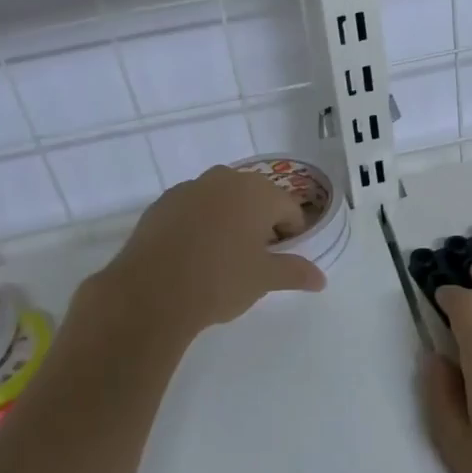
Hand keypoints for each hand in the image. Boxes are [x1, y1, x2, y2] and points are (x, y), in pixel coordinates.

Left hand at [92, 167, 325, 338]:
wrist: (150, 292)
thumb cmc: (220, 280)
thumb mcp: (264, 279)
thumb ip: (295, 272)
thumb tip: (320, 279)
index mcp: (257, 192)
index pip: (289, 209)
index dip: (291, 235)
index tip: (281, 259)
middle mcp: (225, 180)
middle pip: (255, 198)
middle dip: (260, 223)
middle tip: (254, 259)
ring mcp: (189, 188)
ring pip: (221, 201)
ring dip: (229, 220)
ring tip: (221, 257)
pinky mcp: (161, 203)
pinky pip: (192, 209)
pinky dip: (199, 225)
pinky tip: (191, 255)